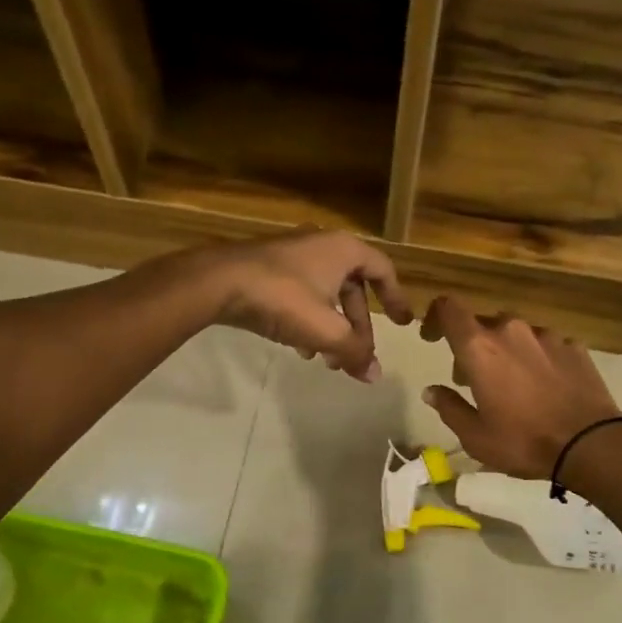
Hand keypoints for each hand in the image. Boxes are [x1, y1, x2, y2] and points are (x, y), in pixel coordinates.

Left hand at [200, 230, 413, 379]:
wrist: (218, 282)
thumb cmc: (282, 298)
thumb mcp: (325, 330)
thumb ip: (355, 352)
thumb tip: (375, 376)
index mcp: (343, 250)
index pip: (382, 270)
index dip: (396, 298)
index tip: (403, 323)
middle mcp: (321, 246)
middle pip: (352, 289)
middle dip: (356, 327)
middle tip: (356, 356)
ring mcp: (292, 256)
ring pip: (325, 295)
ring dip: (331, 329)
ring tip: (328, 360)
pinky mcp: (268, 270)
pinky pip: (300, 296)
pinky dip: (307, 321)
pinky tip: (299, 348)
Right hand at [419, 296, 621, 479]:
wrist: (591, 444)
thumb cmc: (524, 441)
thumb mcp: (476, 436)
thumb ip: (449, 408)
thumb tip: (431, 391)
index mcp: (480, 348)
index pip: (449, 309)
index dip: (435, 317)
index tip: (431, 338)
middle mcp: (511, 331)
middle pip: (482, 324)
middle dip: (471, 347)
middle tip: (471, 380)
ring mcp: (546, 336)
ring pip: (515, 333)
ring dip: (505, 352)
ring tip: (511, 385)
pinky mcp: (574, 346)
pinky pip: (544, 345)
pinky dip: (536, 359)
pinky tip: (543, 386)